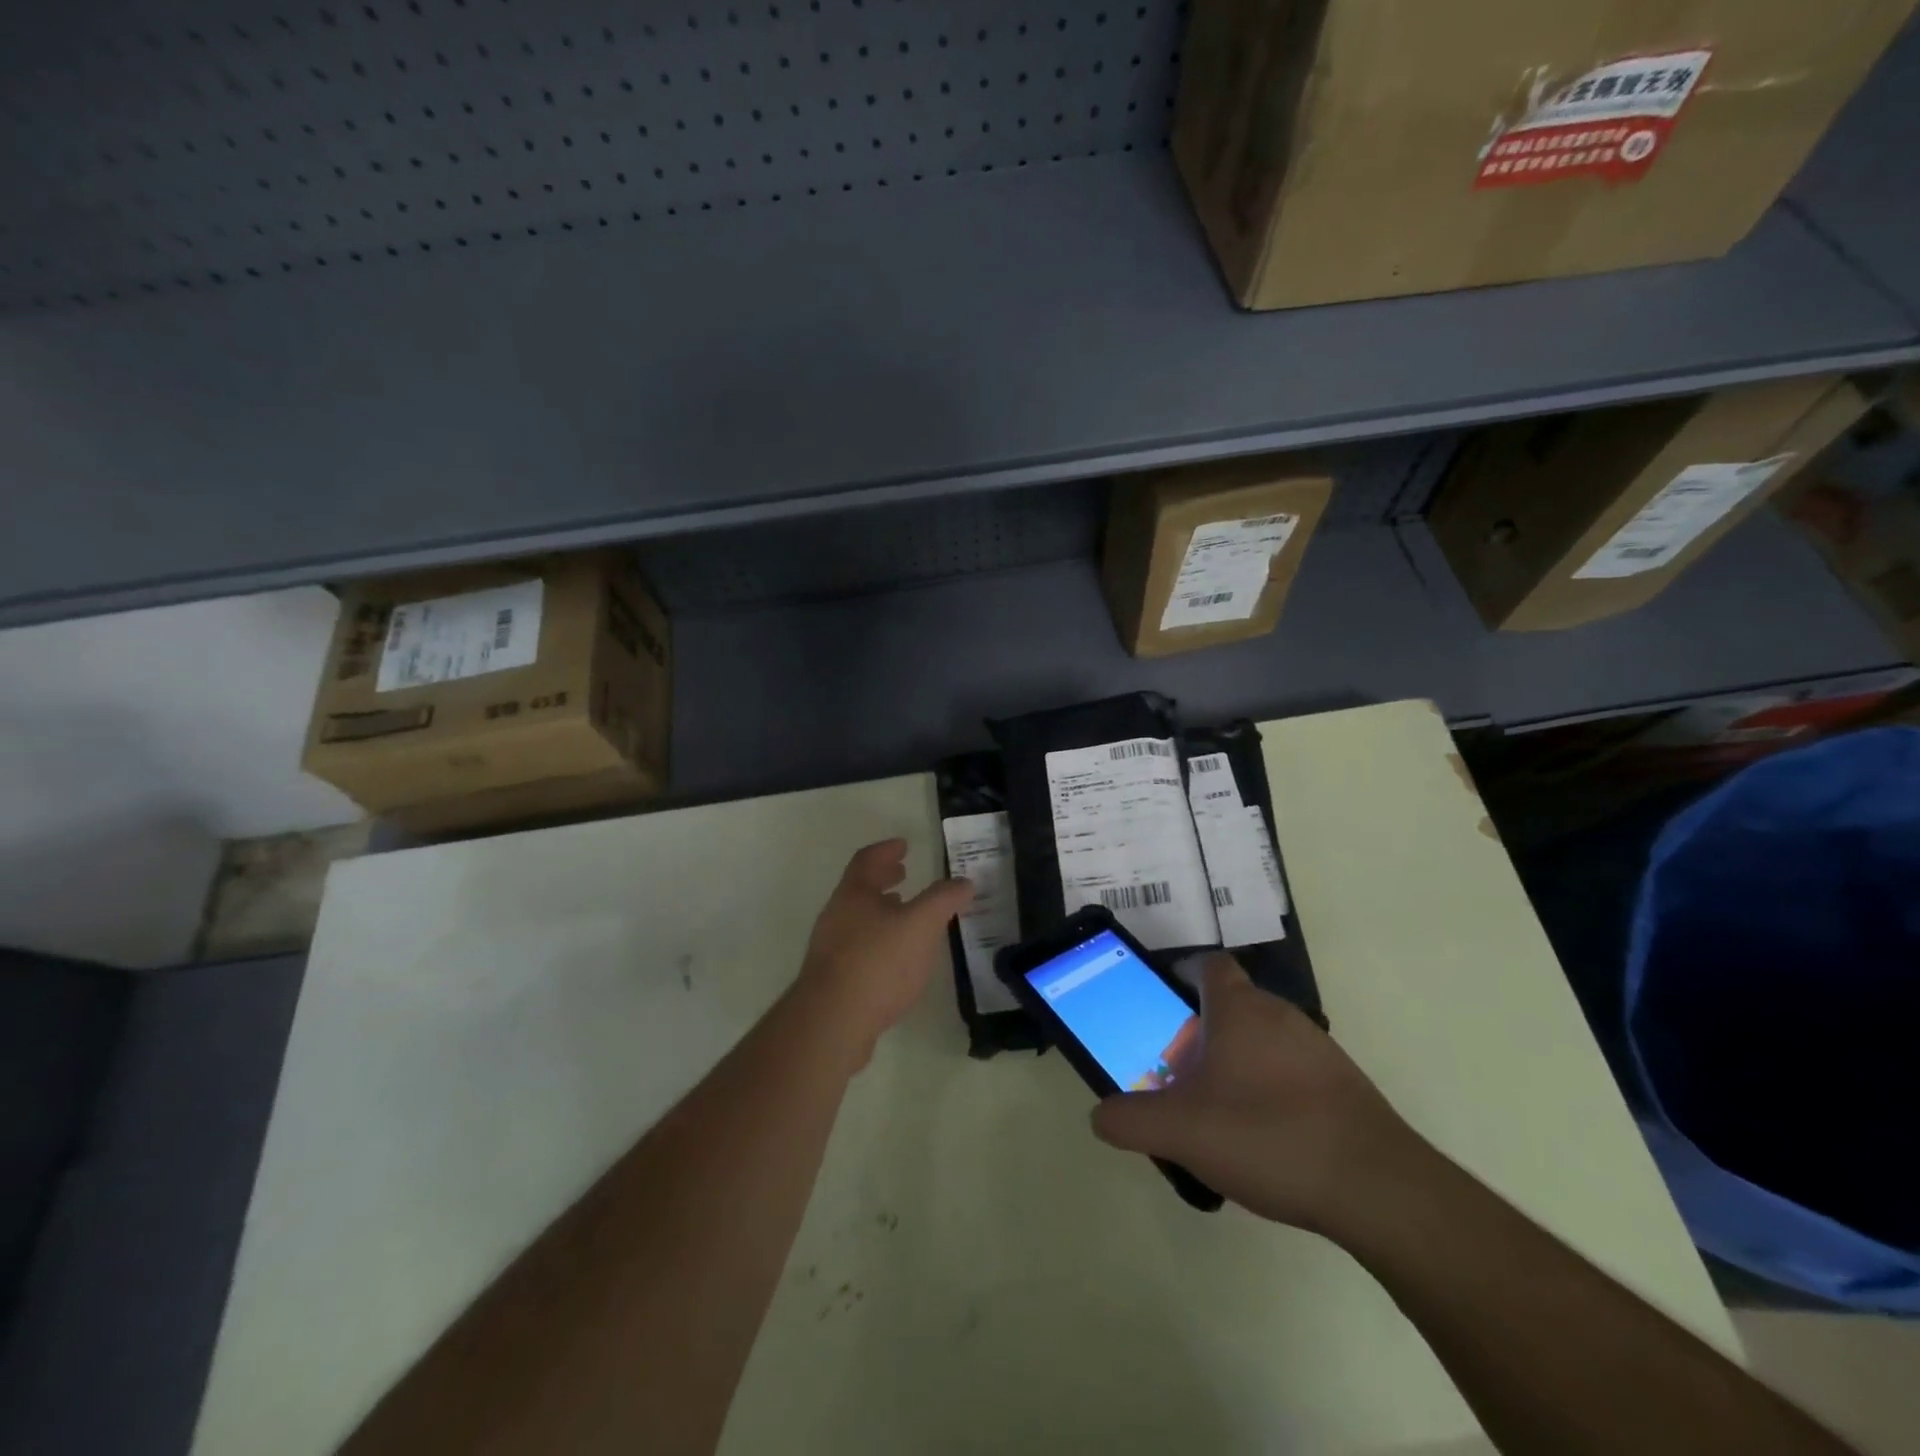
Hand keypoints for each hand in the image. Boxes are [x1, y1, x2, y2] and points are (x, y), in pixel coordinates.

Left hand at [795, 839, 974, 1065]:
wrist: (833, 1021)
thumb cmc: (878, 961)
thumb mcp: (921, 924)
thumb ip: (944, 900)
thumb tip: (964, 882)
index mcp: (854, 894)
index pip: (867, 860)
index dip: (886, 850)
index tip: (903, 845)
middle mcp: (837, 915)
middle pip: (860, 888)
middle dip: (883, 879)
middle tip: (903, 874)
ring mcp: (830, 948)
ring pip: (858, 918)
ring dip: (881, 911)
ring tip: (905, 915)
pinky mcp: (833, 979)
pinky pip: (858, 947)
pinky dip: (879, 940)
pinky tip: (895, 958)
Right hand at [1091, 954, 1425, 1234]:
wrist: (1379, 1190)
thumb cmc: (1270, 1136)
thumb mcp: (1182, 1131)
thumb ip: (1130, 1120)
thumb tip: (1100, 1115)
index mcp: (1239, 1008)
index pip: (1208, 965)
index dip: (1182, 977)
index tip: (1163, 1009)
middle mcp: (1280, 1014)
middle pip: (1231, 1006)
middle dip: (1202, 1033)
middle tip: (1179, 1075)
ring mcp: (1318, 1049)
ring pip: (1263, 1041)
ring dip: (1237, 1065)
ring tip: (1218, 1114)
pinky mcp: (1344, 1086)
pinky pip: (1292, 1072)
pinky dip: (1271, 1091)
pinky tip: (1264, 1139)